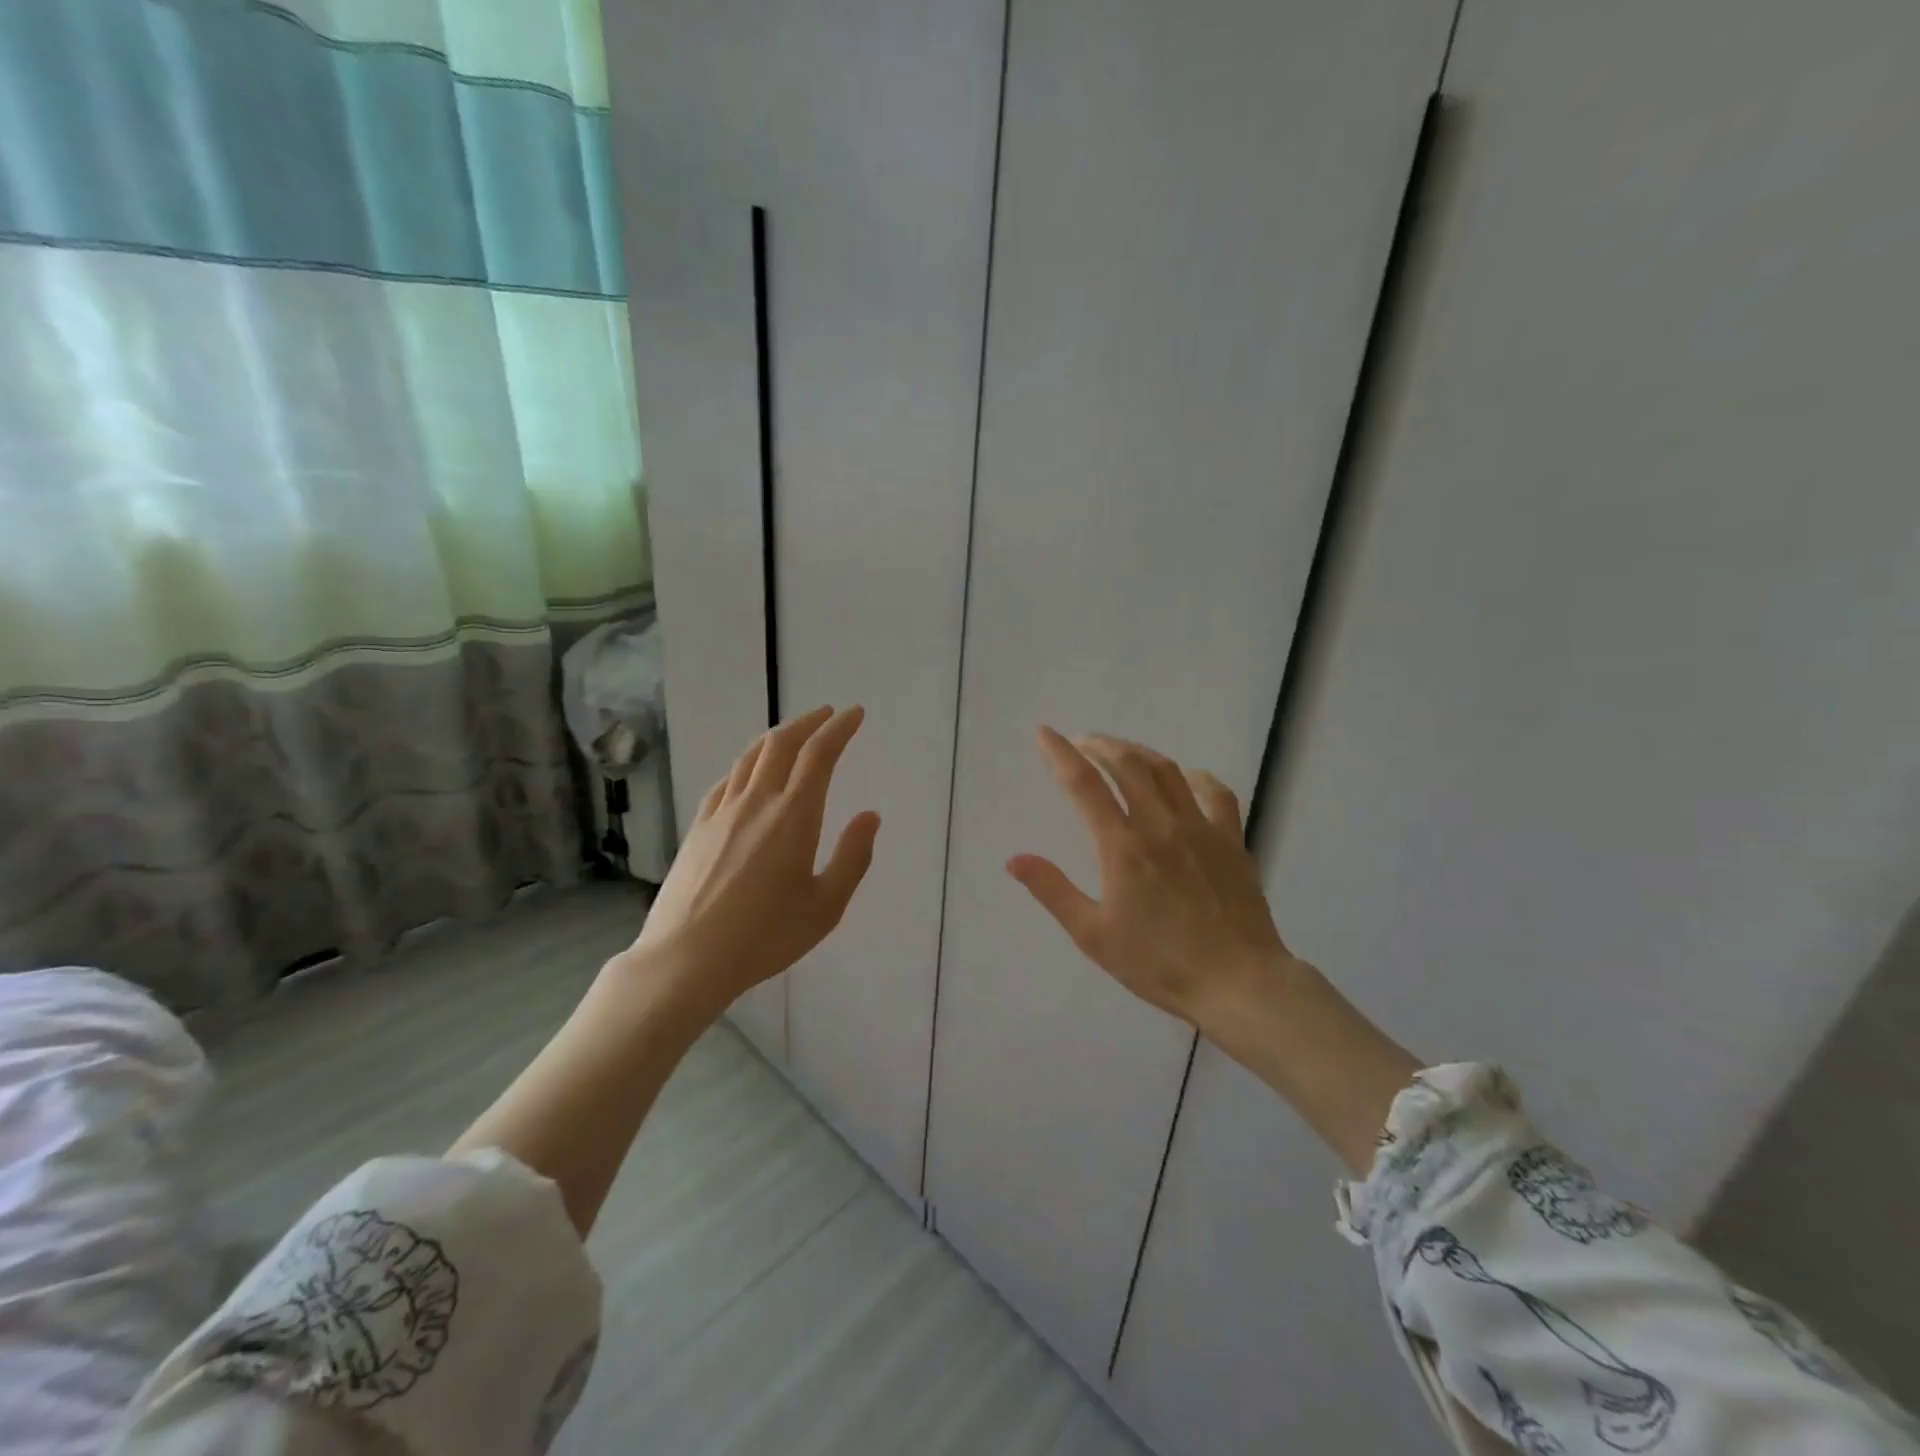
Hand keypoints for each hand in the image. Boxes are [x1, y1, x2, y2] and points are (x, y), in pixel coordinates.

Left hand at [624, 705, 881, 1011]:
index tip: (854, 714)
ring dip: (777, 737)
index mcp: (793, 816)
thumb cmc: (766, 936)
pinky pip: (727, 780)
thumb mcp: (826, 906)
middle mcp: (757, 802)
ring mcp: (722, 811)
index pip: (819, 755)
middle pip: (782, 744)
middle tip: (828, 715)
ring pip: (751, 756)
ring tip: (793, 734)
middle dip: (809, 723)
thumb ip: (853, 858)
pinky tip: (749, 772)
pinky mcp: (698, 827)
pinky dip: (747, 763)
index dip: (839, 729)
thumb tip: (869, 816)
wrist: (686, 959)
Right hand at [1008, 727, 1297, 1029]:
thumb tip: (1013, 859)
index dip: (1060, 754)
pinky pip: (1216, 794)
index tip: (1044, 733)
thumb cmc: (1159, 963)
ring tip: (1122, 752)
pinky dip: (1196, 778)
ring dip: (1139, 753)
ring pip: (1167, 771)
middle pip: (1127, 765)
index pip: (1084, 785)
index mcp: (1122, 846)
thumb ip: (1052, 890)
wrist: (1238, 982)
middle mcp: (1160, 824)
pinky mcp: (1231, 840)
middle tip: (1082, 742)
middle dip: (1099, 745)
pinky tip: (1187, 778)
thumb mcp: (1093, 934)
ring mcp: (1200, 828)